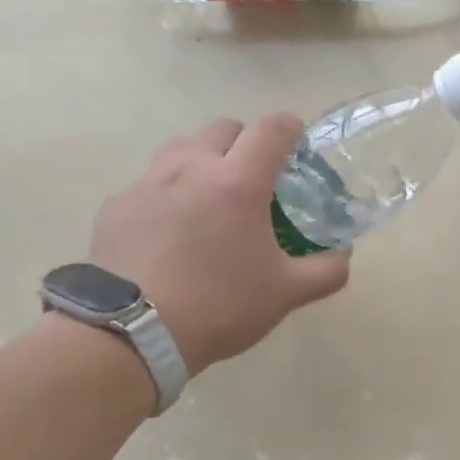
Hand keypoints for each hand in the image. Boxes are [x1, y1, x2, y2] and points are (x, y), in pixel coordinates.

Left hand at [89, 113, 349, 372]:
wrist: (132, 332)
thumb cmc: (220, 305)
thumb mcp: (287, 293)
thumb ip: (326, 270)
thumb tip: (343, 252)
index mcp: (238, 183)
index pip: (271, 129)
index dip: (290, 127)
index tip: (298, 140)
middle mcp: (192, 168)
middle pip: (224, 128)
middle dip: (245, 143)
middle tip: (256, 178)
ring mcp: (148, 183)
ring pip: (182, 148)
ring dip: (204, 159)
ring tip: (211, 198)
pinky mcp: (116, 204)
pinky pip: (150, 182)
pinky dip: (169, 192)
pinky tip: (172, 231)